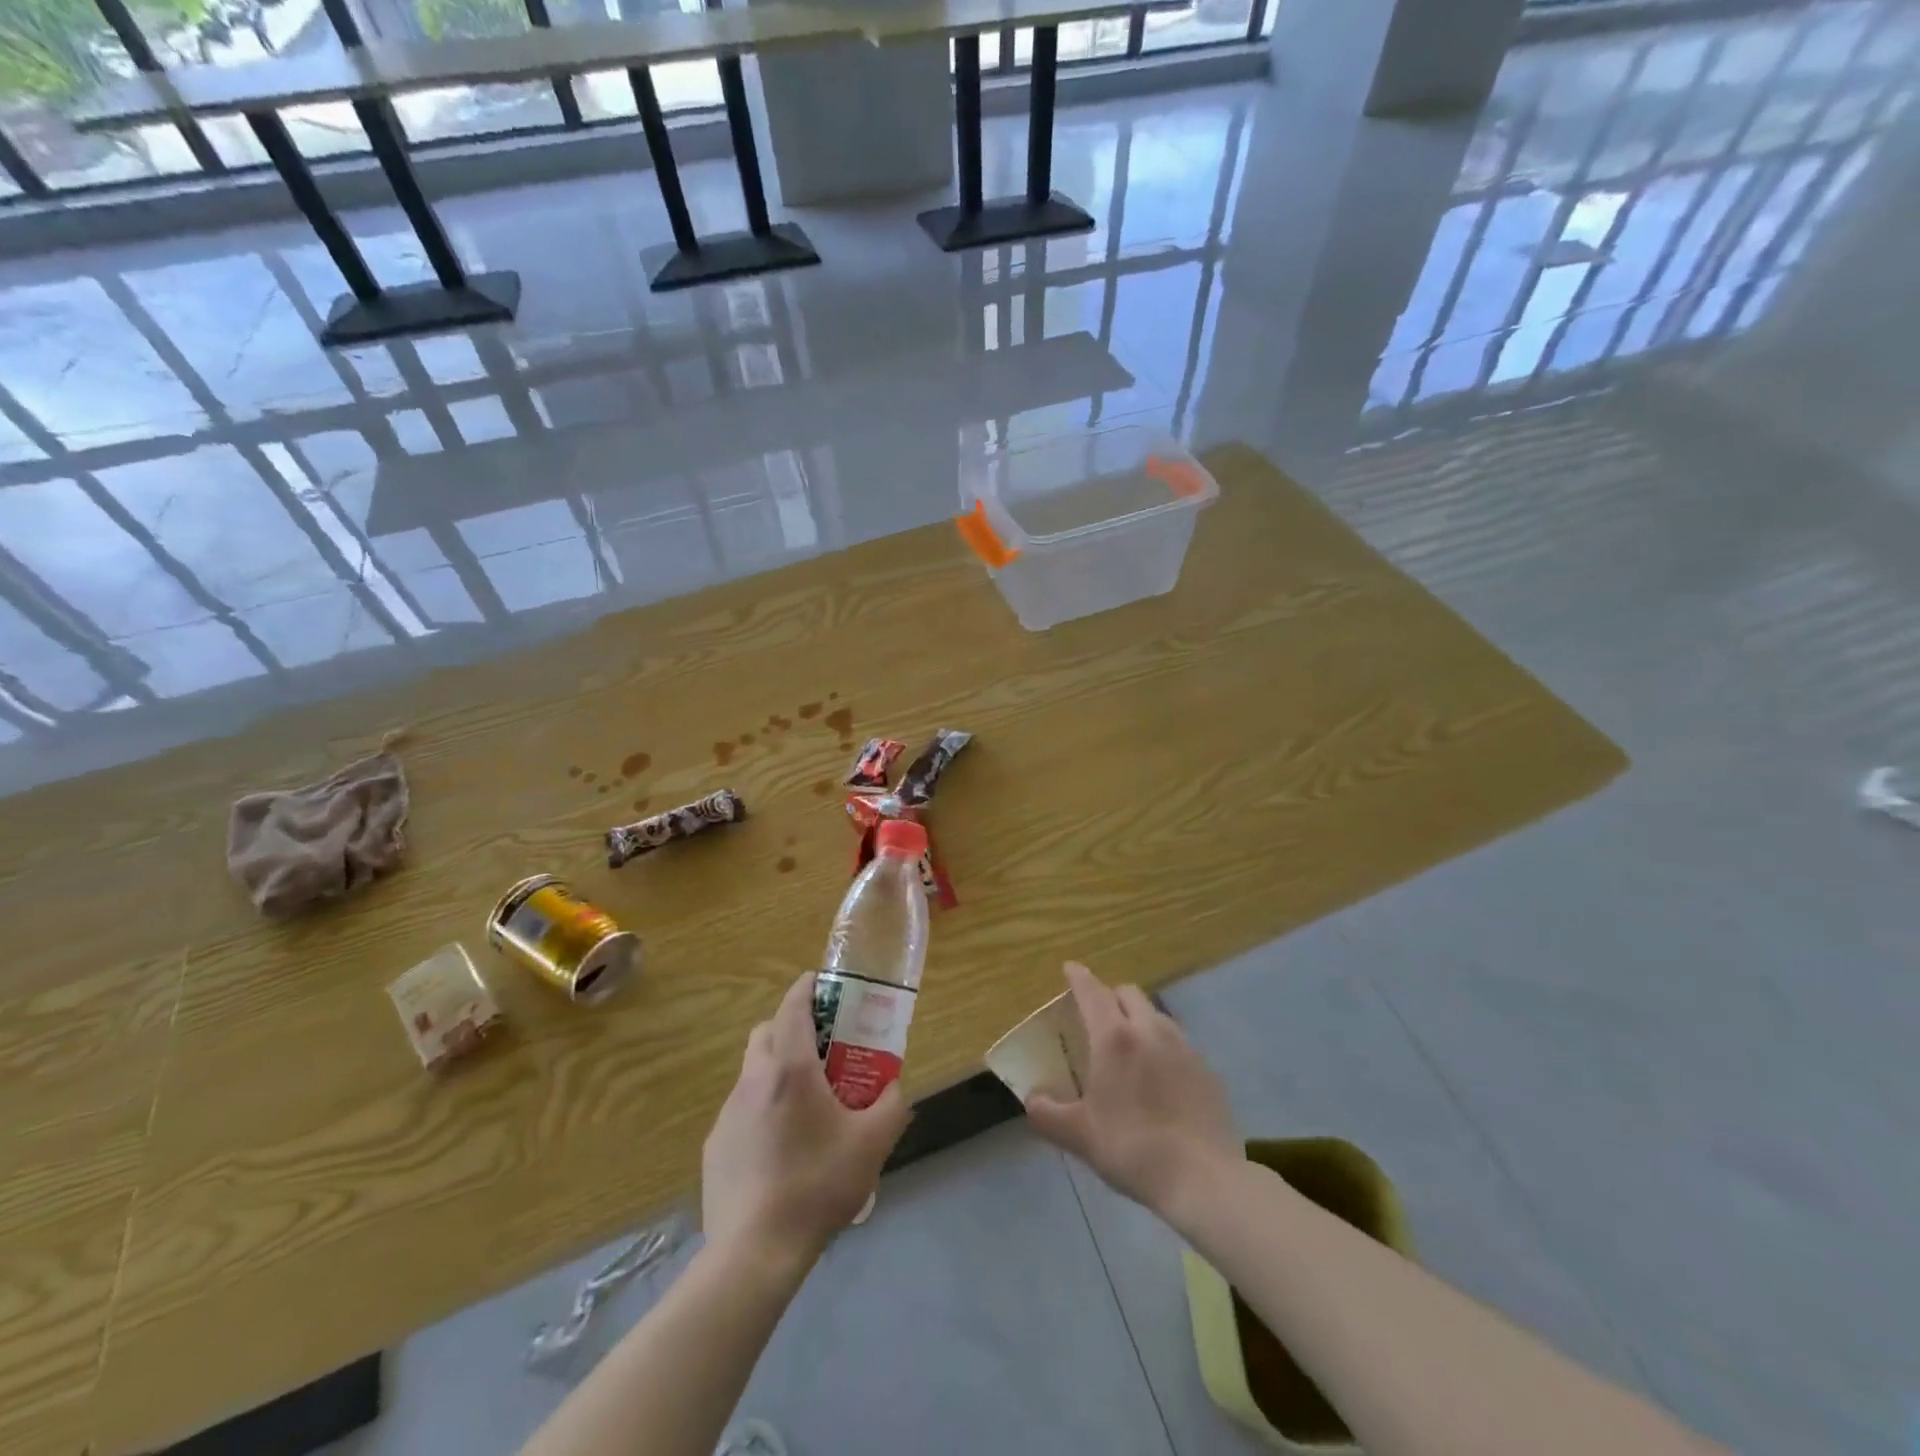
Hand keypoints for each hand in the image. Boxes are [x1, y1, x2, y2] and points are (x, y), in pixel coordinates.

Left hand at [702, 972, 909, 1268]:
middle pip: (767, 1031)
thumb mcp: (872, 1144)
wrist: (754, 1252)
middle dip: (791, 1027)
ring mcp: (728, 1112)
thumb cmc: (817, 1185)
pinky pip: (742, 1108)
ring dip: (776, 1069)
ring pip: (752, 1070)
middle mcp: (754, 1079)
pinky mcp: (715, 1144)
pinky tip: (780, 1147)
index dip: (807, 987)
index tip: (824, 983)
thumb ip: (892, 1105)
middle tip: (822, 1049)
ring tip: (804, 1104)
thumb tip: (894, 1087)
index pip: (793, 1006)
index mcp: (791, 1068)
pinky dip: (761, 1107)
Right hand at [1024, 962, 1240, 1218]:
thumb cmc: (1132, 1149)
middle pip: (1128, 993)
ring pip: (1156, 1015)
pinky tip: (1161, 1078)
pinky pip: (1179, 1043)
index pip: (1092, 991)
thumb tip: (1032, 1100)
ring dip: (1139, 1019)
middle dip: (1110, 996)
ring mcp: (1184, 1046)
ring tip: (1131, 1047)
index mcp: (1114, 1038)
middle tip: (1098, 1018)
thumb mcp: (1079, 1136)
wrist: (1204, 1179)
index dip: (1078, 977)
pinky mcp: (1207, 1068)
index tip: (1070, 969)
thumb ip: (1047, 1114)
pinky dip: (1163, 1047)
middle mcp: (1150, 1030)